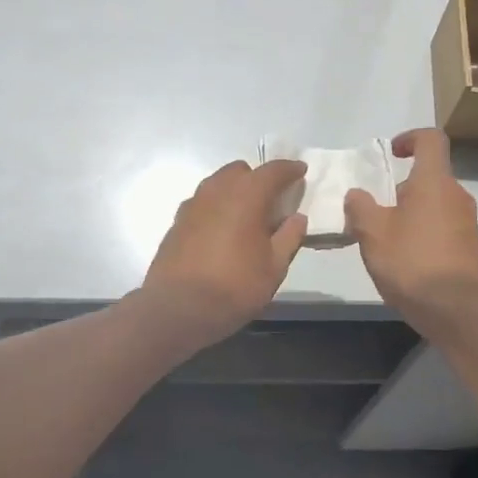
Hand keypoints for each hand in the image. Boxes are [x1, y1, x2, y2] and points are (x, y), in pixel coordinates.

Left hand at [139, 159, 307, 348]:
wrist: (178, 308)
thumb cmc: (235, 286)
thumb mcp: (274, 267)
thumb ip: (289, 237)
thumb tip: (297, 218)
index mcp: (246, 195)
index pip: (272, 170)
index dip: (289, 169)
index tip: (300, 171)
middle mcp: (216, 191)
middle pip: (240, 171)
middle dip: (258, 178)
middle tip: (272, 200)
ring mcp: (192, 204)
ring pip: (218, 184)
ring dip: (234, 191)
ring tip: (246, 216)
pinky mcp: (177, 221)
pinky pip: (202, 203)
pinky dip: (216, 207)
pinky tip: (222, 231)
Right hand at [344, 129, 477, 336]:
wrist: (454, 310)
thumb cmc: (410, 262)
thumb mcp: (371, 233)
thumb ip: (360, 207)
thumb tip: (358, 195)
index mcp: (434, 182)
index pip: (431, 140)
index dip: (410, 138)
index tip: (392, 154)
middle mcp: (456, 196)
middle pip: (431, 176)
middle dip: (402, 187)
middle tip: (377, 211)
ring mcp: (468, 222)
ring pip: (436, 203)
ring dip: (412, 212)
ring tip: (388, 239)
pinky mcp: (471, 248)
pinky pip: (445, 227)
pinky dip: (425, 232)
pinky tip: (407, 259)